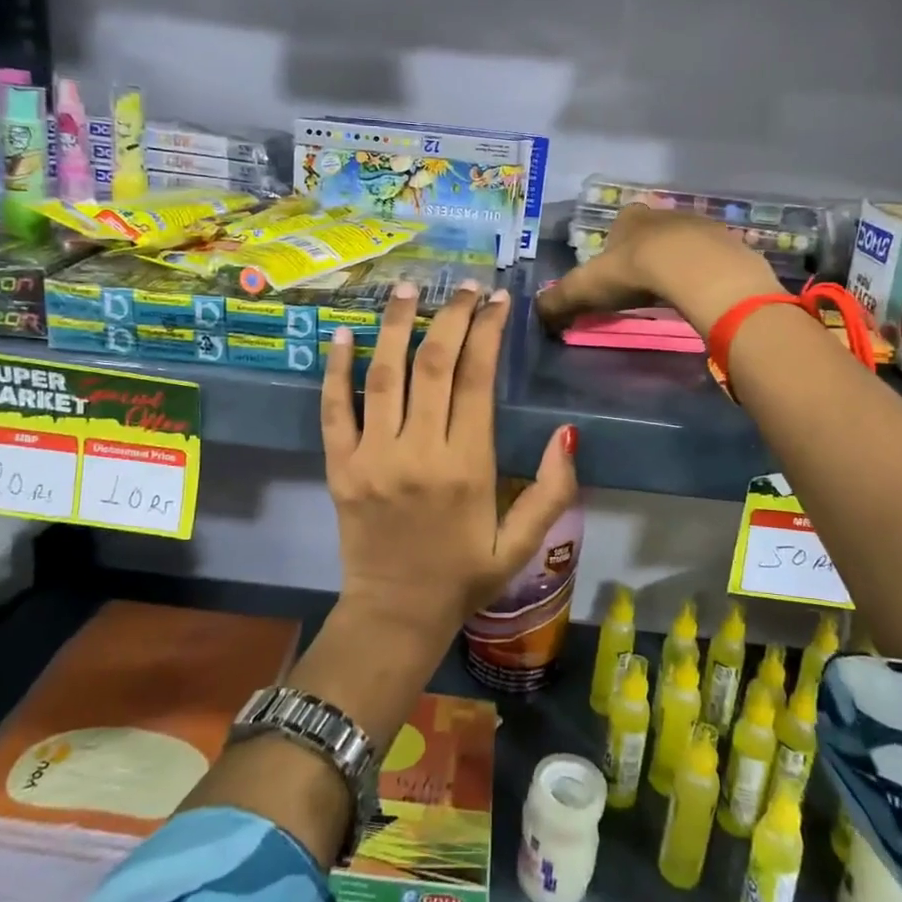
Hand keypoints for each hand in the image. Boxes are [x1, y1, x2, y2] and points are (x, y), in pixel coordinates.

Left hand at [321, 278, 577, 647]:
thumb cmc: (464, 577)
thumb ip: (552, 490)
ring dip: (396, 326)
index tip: (496, 301)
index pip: (476, 379)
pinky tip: (343, 333)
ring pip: (384, 376)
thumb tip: (568, 433)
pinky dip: (336, 370)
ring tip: (408, 289)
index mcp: (467, 467)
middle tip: (462, 286)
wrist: (395, 615)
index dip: (487, 332)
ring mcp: (372, 458)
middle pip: (433, 365)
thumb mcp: (522, 544)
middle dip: (450, 316)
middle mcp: (418, 452)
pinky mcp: (339, 467)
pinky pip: (333, 410)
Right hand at [536, 205, 780, 335]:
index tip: (615, 266)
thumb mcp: (586, 289)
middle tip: (643, 282)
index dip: (616, 242)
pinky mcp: (729, 246)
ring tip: (673, 290)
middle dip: (649, 250)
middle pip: (654, 230)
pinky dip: (707, 273)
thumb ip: (559, 301)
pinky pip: (714, 259)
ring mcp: (701, 227)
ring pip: (686, 242)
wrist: (697, 271)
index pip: (621, 222)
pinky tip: (702, 293)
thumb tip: (536, 315)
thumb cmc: (635, 272)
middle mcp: (665, 216)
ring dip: (680, 261)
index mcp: (630, 219)